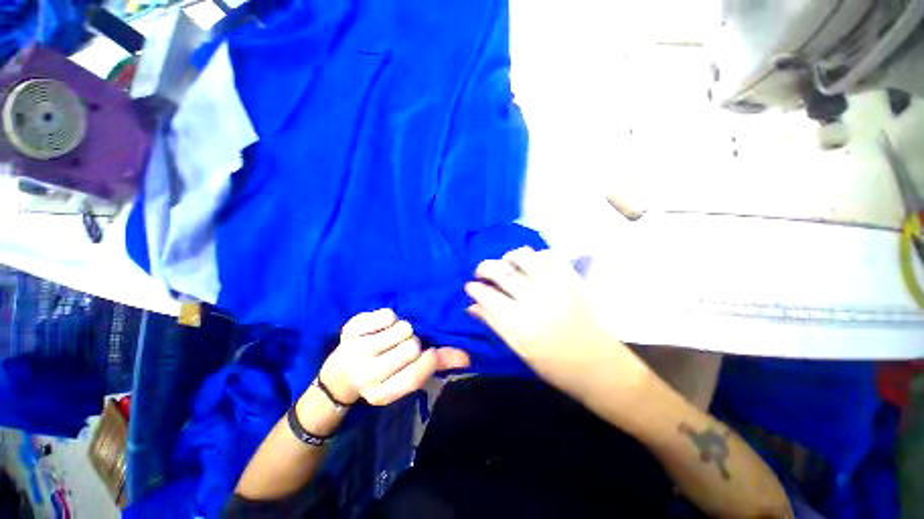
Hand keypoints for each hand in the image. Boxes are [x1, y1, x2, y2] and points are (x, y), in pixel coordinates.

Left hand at [319, 309, 470, 405]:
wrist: (340, 375)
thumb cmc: (381, 376)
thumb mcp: (406, 378)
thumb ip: (437, 365)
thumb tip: (468, 356)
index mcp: (382, 393)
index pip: (419, 371)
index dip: (429, 358)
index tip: (428, 352)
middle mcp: (366, 376)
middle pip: (412, 345)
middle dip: (413, 343)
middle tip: (402, 347)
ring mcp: (356, 351)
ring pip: (403, 327)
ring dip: (402, 329)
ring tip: (390, 337)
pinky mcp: (350, 330)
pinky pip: (388, 314)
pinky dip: (389, 318)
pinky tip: (378, 328)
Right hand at [465, 247, 648, 400]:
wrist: (599, 366)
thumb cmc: (554, 365)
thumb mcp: (519, 349)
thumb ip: (494, 323)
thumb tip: (472, 306)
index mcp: (518, 321)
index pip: (486, 294)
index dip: (474, 288)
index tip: (470, 287)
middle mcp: (533, 298)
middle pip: (501, 271)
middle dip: (484, 267)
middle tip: (481, 272)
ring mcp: (555, 284)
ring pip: (523, 256)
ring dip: (508, 257)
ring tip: (506, 265)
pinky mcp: (572, 279)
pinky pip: (550, 254)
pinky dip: (536, 256)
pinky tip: (532, 266)